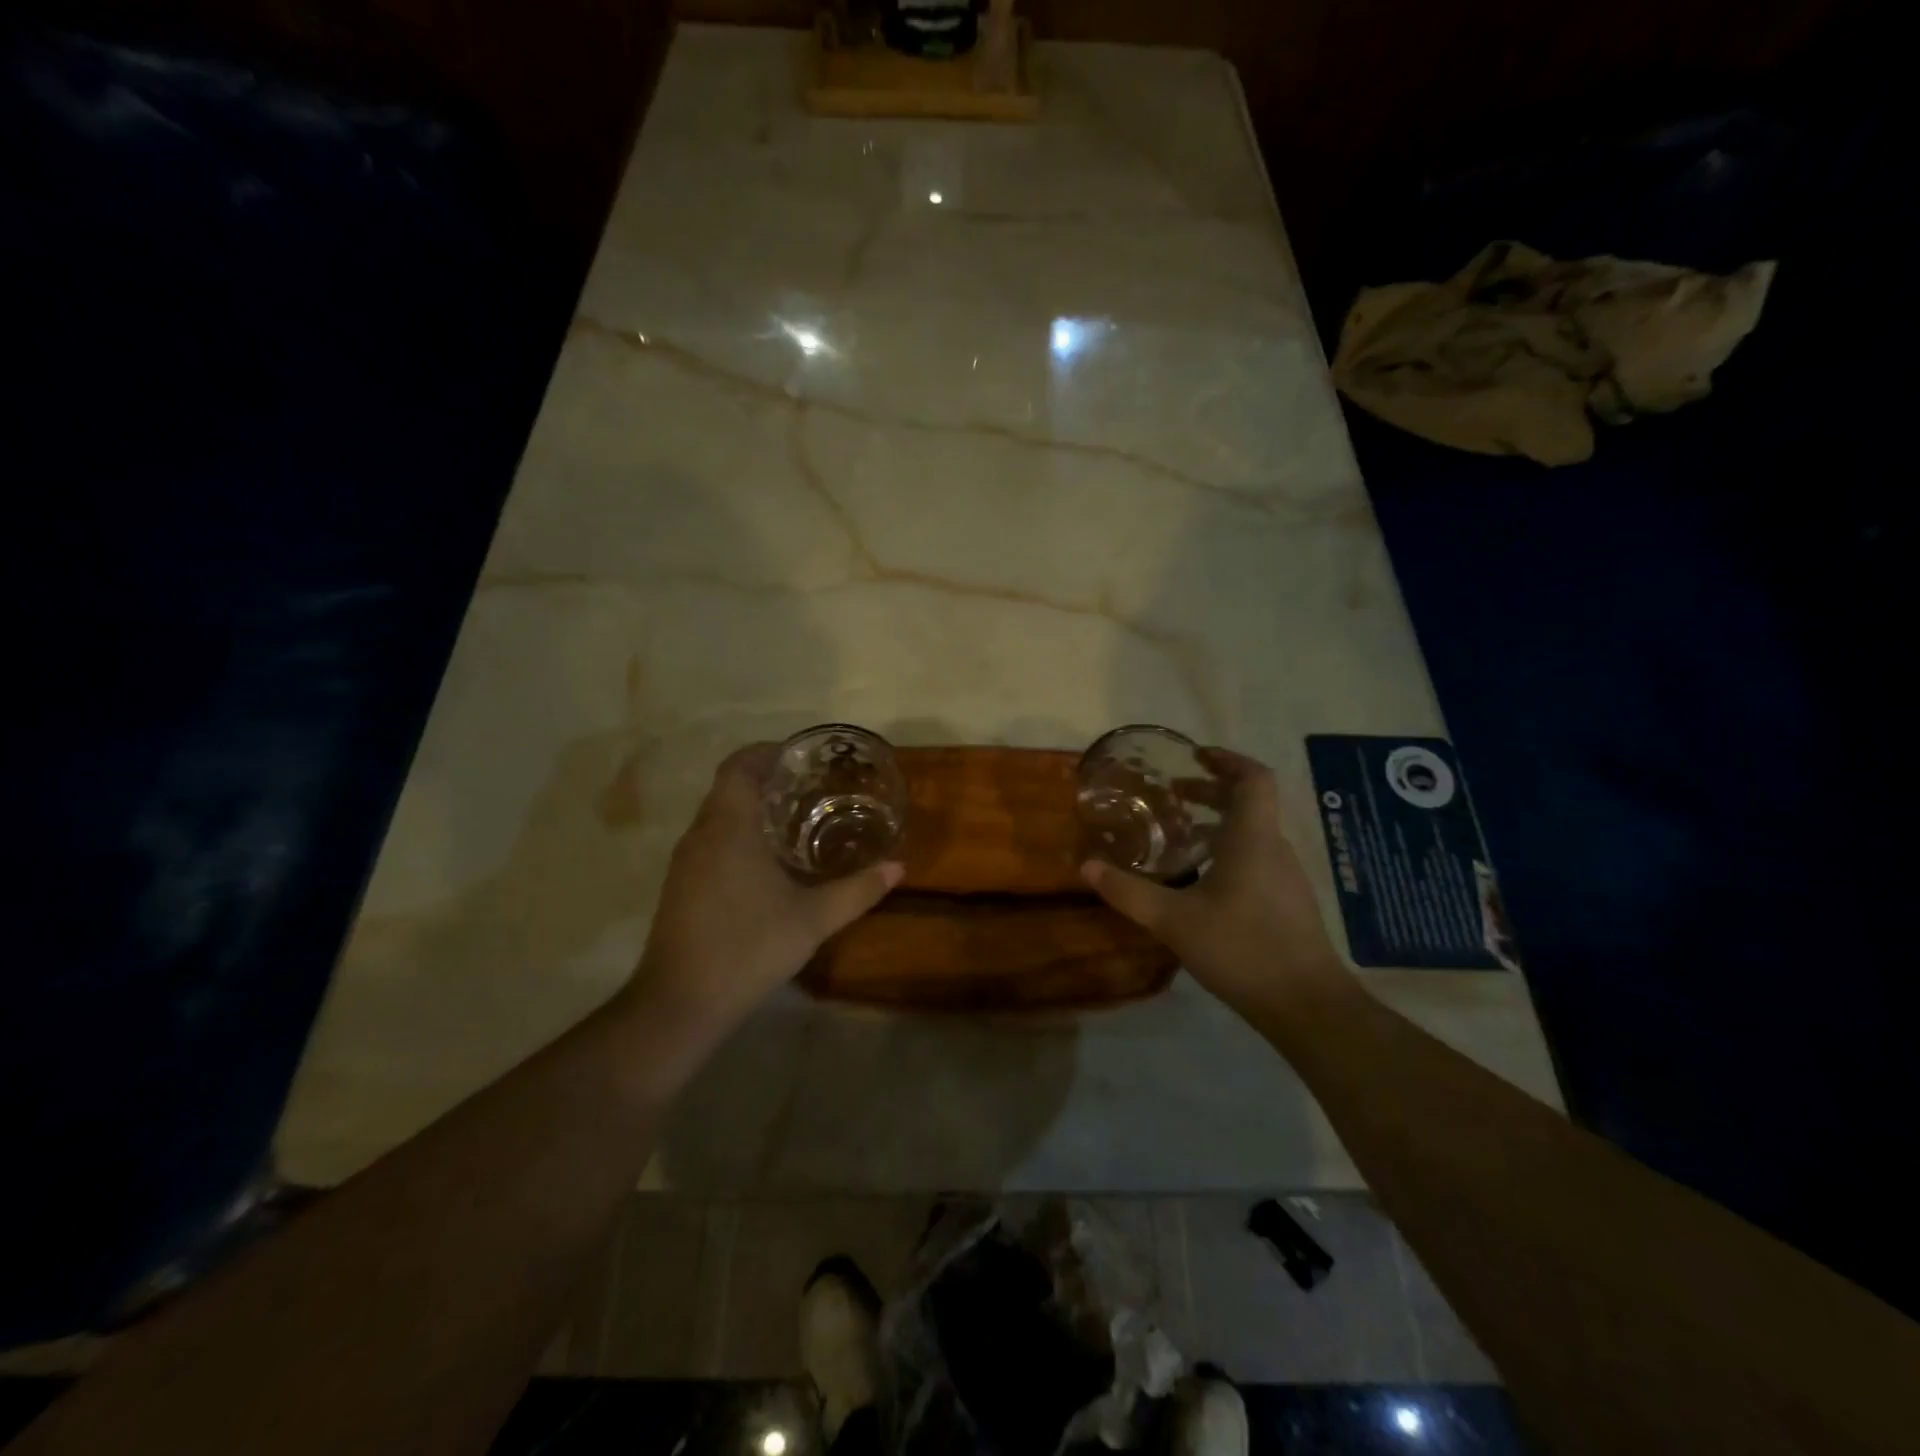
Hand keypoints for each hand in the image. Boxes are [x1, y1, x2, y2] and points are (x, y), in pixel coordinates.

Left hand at [626, 745, 901, 1033]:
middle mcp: (701, 834)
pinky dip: (739, 836)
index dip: (767, 753)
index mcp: (729, 827)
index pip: (738, 765)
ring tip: (797, 822)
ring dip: (752, 810)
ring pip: (718, 816)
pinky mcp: (680, 886)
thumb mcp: (814, 919)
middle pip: (729, 788)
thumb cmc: (749, 947)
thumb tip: (898, 867)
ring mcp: (686, 862)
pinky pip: (711, 842)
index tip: (801, 759)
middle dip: (767, 781)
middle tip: (812, 789)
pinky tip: (768, 865)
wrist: (681, 1003)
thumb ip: (858, 890)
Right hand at [1081, 748, 1351, 1018]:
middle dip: (1212, 791)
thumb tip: (1086, 866)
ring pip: (1254, 833)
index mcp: (1253, 838)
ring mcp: (1286, 877)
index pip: (1253, 778)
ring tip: (1181, 834)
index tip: (1195, 756)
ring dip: (1220, 823)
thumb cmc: (1242, 949)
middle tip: (1173, 796)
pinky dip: (1229, 851)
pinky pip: (1257, 858)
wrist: (1307, 1006)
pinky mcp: (1288, 902)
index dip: (1227, 759)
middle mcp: (1274, 849)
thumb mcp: (1173, 921)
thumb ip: (1129, 892)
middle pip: (1250, 803)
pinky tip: (1202, 880)